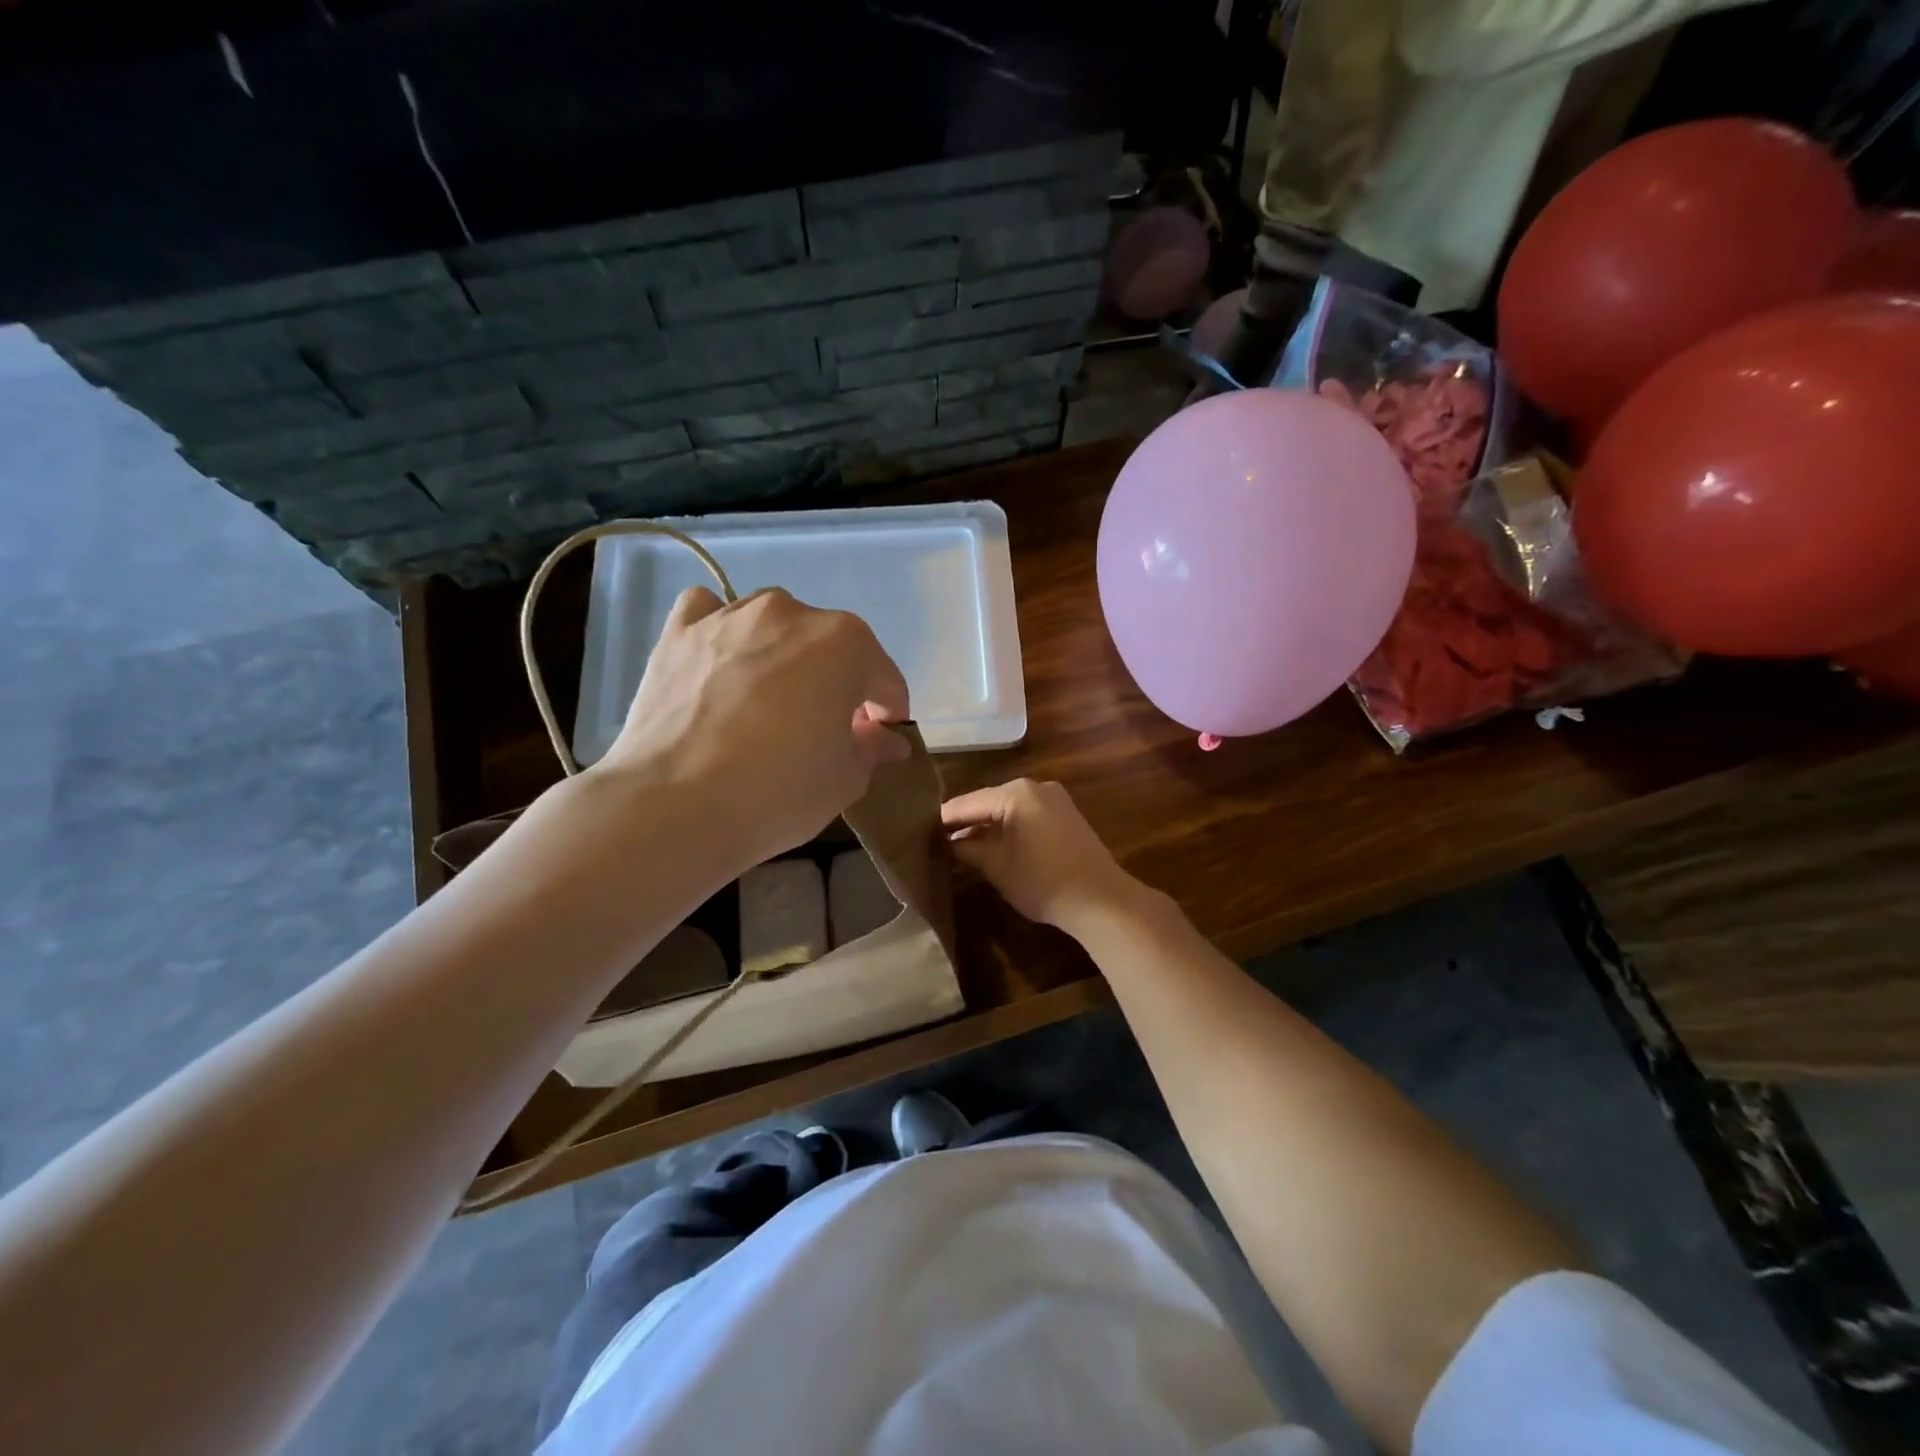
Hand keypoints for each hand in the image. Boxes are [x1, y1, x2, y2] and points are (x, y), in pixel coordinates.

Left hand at [596, 586, 909, 866]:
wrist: (673, 806)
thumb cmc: (778, 792)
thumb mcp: (846, 780)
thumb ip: (872, 748)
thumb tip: (886, 738)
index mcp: (846, 643)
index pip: (884, 678)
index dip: (887, 712)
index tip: (879, 740)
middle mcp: (791, 613)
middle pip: (829, 647)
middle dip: (836, 682)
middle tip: (822, 729)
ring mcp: (730, 616)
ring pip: (773, 625)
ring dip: (783, 654)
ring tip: (767, 700)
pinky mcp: (679, 632)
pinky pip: (710, 613)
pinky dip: (722, 632)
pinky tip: (720, 662)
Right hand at [940, 779, 1147, 937]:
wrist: (1101, 900)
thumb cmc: (1042, 881)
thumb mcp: (996, 866)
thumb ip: (967, 849)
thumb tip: (948, 842)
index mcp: (1016, 792)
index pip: (967, 803)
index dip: (943, 819)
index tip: (919, 832)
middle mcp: (1036, 787)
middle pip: (988, 802)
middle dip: (966, 823)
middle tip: (937, 841)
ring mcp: (1054, 800)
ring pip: (1008, 810)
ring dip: (987, 827)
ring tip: (960, 847)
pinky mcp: (1066, 816)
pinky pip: (1027, 816)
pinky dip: (1009, 829)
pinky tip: (994, 848)